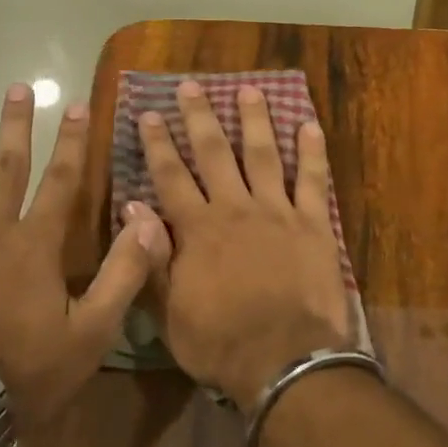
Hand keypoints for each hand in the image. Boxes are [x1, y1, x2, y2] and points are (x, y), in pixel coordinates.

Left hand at [0, 84, 169, 427]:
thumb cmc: (26, 370)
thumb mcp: (92, 331)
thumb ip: (123, 274)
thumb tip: (147, 221)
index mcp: (36, 245)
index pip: (61, 181)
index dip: (72, 142)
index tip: (77, 106)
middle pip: (8, 168)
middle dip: (17, 127)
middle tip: (19, 88)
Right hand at [137, 81, 352, 408]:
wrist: (284, 360)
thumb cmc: (220, 342)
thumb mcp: (169, 310)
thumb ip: (152, 257)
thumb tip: (133, 207)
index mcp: (197, 229)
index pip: (171, 176)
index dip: (159, 143)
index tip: (150, 113)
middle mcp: (235, 209)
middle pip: (214, 153)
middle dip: (200, 117)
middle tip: (191, 86)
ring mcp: (277, 212)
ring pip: (263, 155)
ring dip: (255, 120)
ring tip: (250, 89)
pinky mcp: (314, 225)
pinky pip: (314, 181)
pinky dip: (312, 152)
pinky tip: (309, 125)